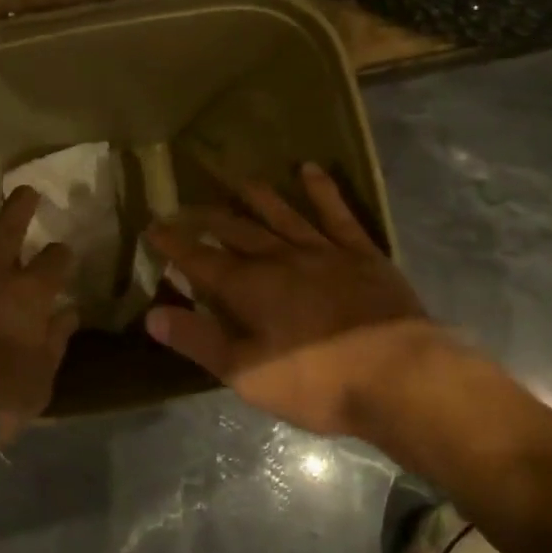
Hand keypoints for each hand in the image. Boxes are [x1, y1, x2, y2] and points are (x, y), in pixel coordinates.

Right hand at [145, 163, 438, 436]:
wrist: (399, 376)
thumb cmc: (316, 382)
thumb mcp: (246, 374)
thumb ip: (199, 341)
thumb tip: (153, 315)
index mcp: (249, 288)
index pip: (199, 259)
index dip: (173, 244)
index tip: (153, 227)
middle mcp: (279, 258)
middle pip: (236, 231)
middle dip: (207, 218)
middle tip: (186, 206)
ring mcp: (322, 250)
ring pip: (281, 214)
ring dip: (257, 197)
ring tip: (237, 180)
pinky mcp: (361, 253)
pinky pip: (337, 214)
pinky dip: (322, 190)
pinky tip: (308, 170)